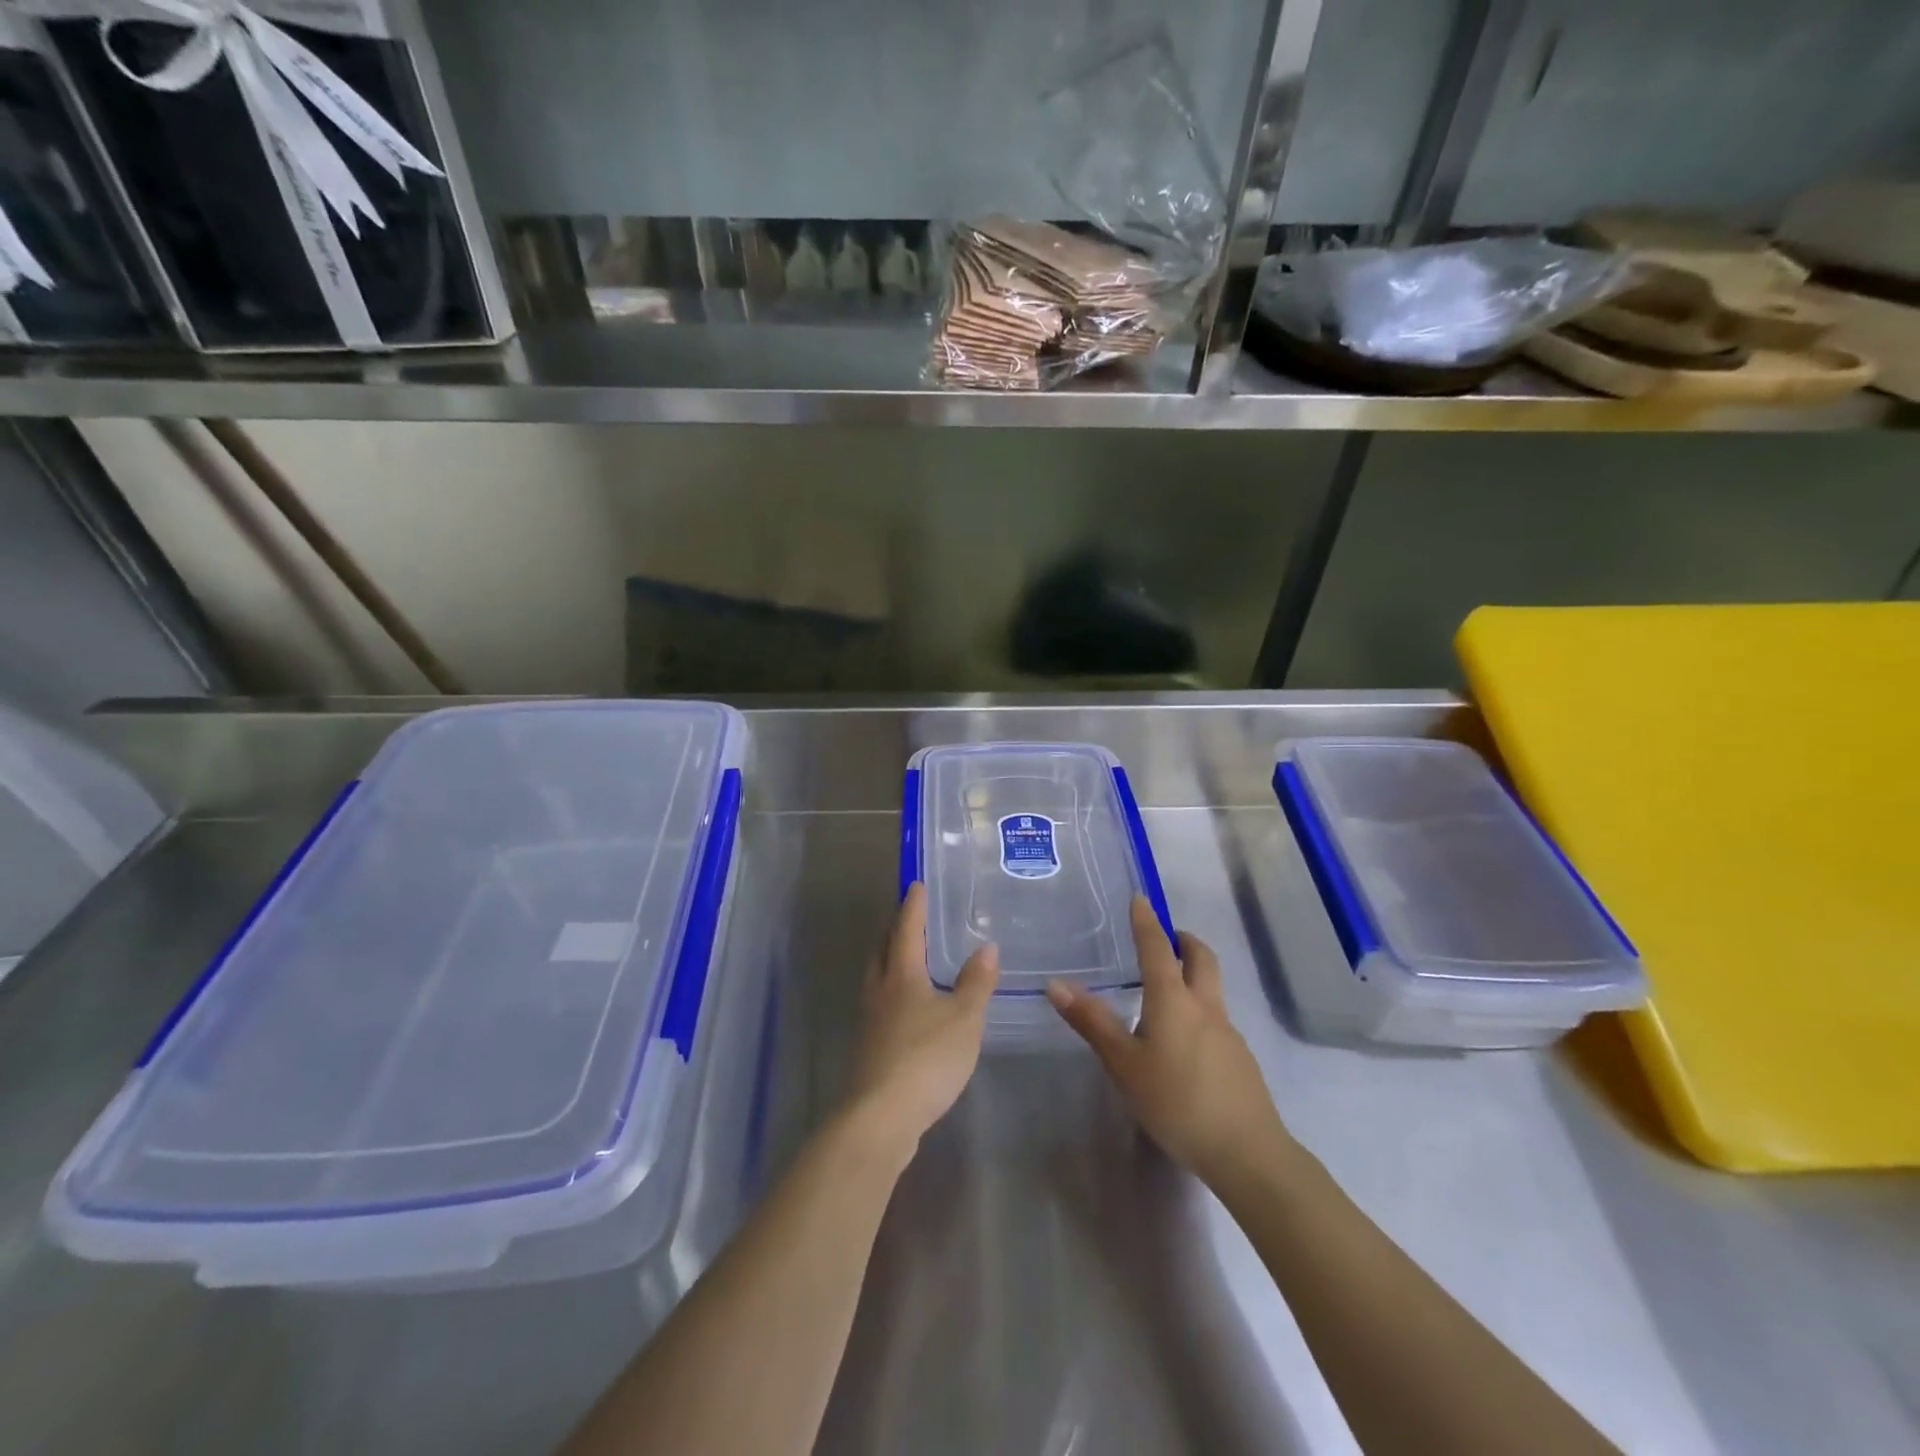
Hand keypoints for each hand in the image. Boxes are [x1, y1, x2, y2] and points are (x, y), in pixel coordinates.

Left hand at [845, 883, 998, 1153]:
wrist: (880, 1117)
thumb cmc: (926, 1058)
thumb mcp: (964, 1018)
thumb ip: (976, 982)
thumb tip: (987, 946)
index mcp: (901, 976)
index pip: (905, 930)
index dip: (912, 907)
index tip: (915, 885)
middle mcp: (879, 991)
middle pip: (882, 950)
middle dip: (894, 929)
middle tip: (907, 915)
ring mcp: (869, 1021)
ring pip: (877, 978)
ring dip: (889, 960)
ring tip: (907, 956)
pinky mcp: (868, 1049)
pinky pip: (880, 1005)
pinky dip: (892, 992)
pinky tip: (907, 1008)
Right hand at [1046, 899, 1292, 1189]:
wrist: (1247, 1152)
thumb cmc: (1177, 1101)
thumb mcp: (1124, 1064)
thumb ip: (1092, 1022)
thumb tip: (1056, 983)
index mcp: (1173, 999)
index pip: (1157, 947)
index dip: (1146, 921)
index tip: (1140, 898)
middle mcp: (1205, 1006)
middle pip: (1201, 958)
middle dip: (1183, 940)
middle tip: (1165, 937)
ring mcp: (1228, 1032)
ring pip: (1211, 988)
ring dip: (1192, 974)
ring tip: (1165, 991)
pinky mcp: (1239, 1059)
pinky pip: (1216, 1018)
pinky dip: (1198, 1009)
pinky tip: (1183, 1042)